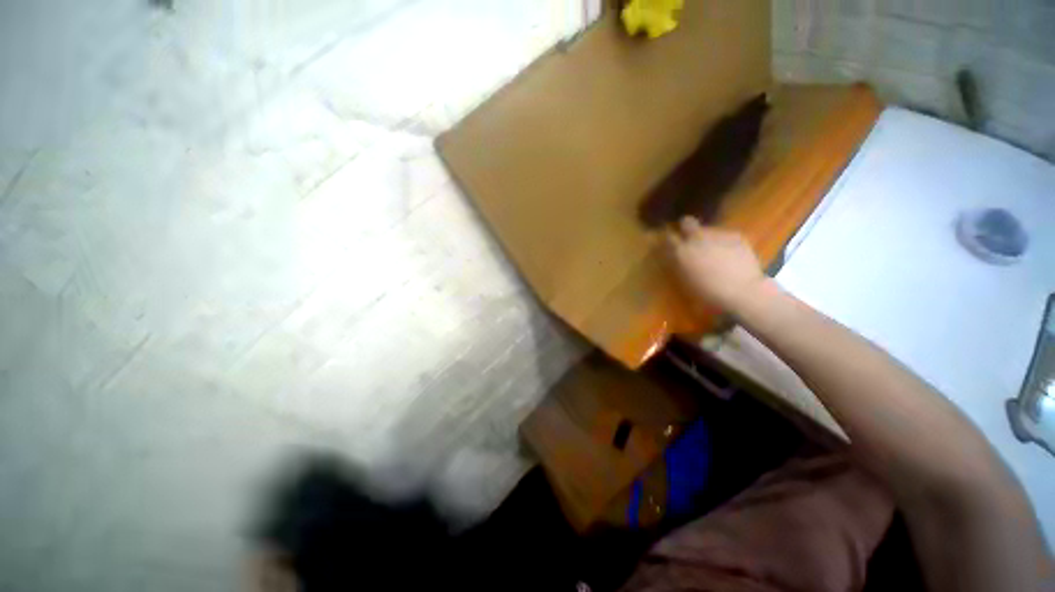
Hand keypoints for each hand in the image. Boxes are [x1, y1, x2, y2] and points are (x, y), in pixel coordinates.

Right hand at [666, 217, 765, 311]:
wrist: (742, 291)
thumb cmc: (707, 294)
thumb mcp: (685, 281)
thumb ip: (680, 265)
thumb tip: (677, 258)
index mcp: (681, 251)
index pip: (669, 237)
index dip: (670, 241)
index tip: (671, 245)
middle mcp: (697, 238)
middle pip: (687, 222)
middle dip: (687, 228)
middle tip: (690, 238)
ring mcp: (718, 234)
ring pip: (709, 230)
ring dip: (708, 238)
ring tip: (716, 252)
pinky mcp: (737, 236)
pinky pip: (727, 236)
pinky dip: (726, 243)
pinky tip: (732, 255)